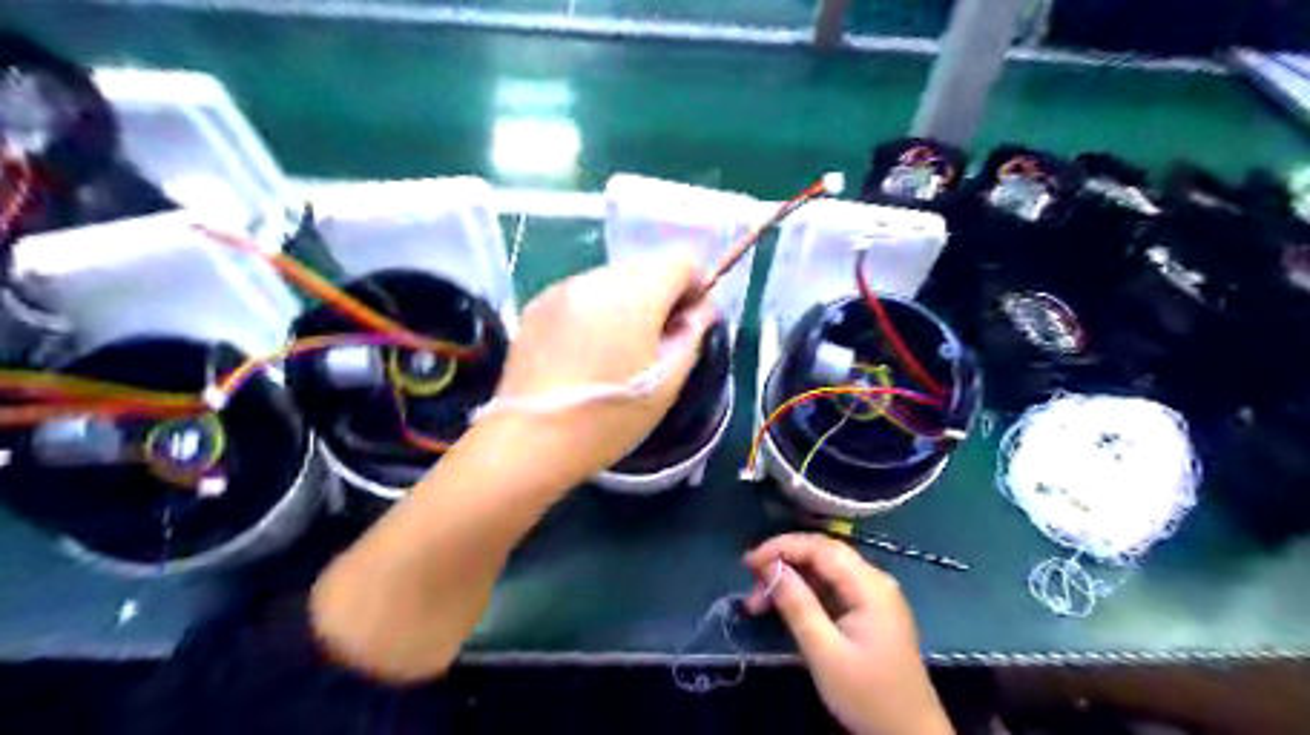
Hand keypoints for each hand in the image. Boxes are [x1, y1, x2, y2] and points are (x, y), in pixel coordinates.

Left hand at [489, 253, 714, 480]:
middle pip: (645, 266)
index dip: (696, 285)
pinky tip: (590, 349)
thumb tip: (700, 311)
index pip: (680, 259)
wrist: (529, 442)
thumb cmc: (608, 419)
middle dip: (663, 293)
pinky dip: (598, 309)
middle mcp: (595, 279)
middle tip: (660, 339)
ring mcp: (561, 289)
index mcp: (633, 295)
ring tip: (622, 347)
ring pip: (613, 278)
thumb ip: (692, 336)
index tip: (691, 322)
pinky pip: (583, 292)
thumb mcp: (667, 384)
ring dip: (629, 300)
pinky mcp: (537, 305)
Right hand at [747, 535, 954, 734]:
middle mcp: (874, 581)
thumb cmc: (868, 696)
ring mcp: (874, 595)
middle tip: (751, 586)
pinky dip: (805, 592)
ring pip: (825, 570)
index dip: (781, 547)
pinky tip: (785, 607)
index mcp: (869, 585)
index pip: (819, 547)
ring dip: (791, 579)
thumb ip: (797, 604)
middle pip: (822, 554)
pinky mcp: (870, 611)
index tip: (748, 563)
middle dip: (783, 563)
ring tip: (759, 603)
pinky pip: (832, 588)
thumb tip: (769, 566)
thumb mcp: (824, 652)